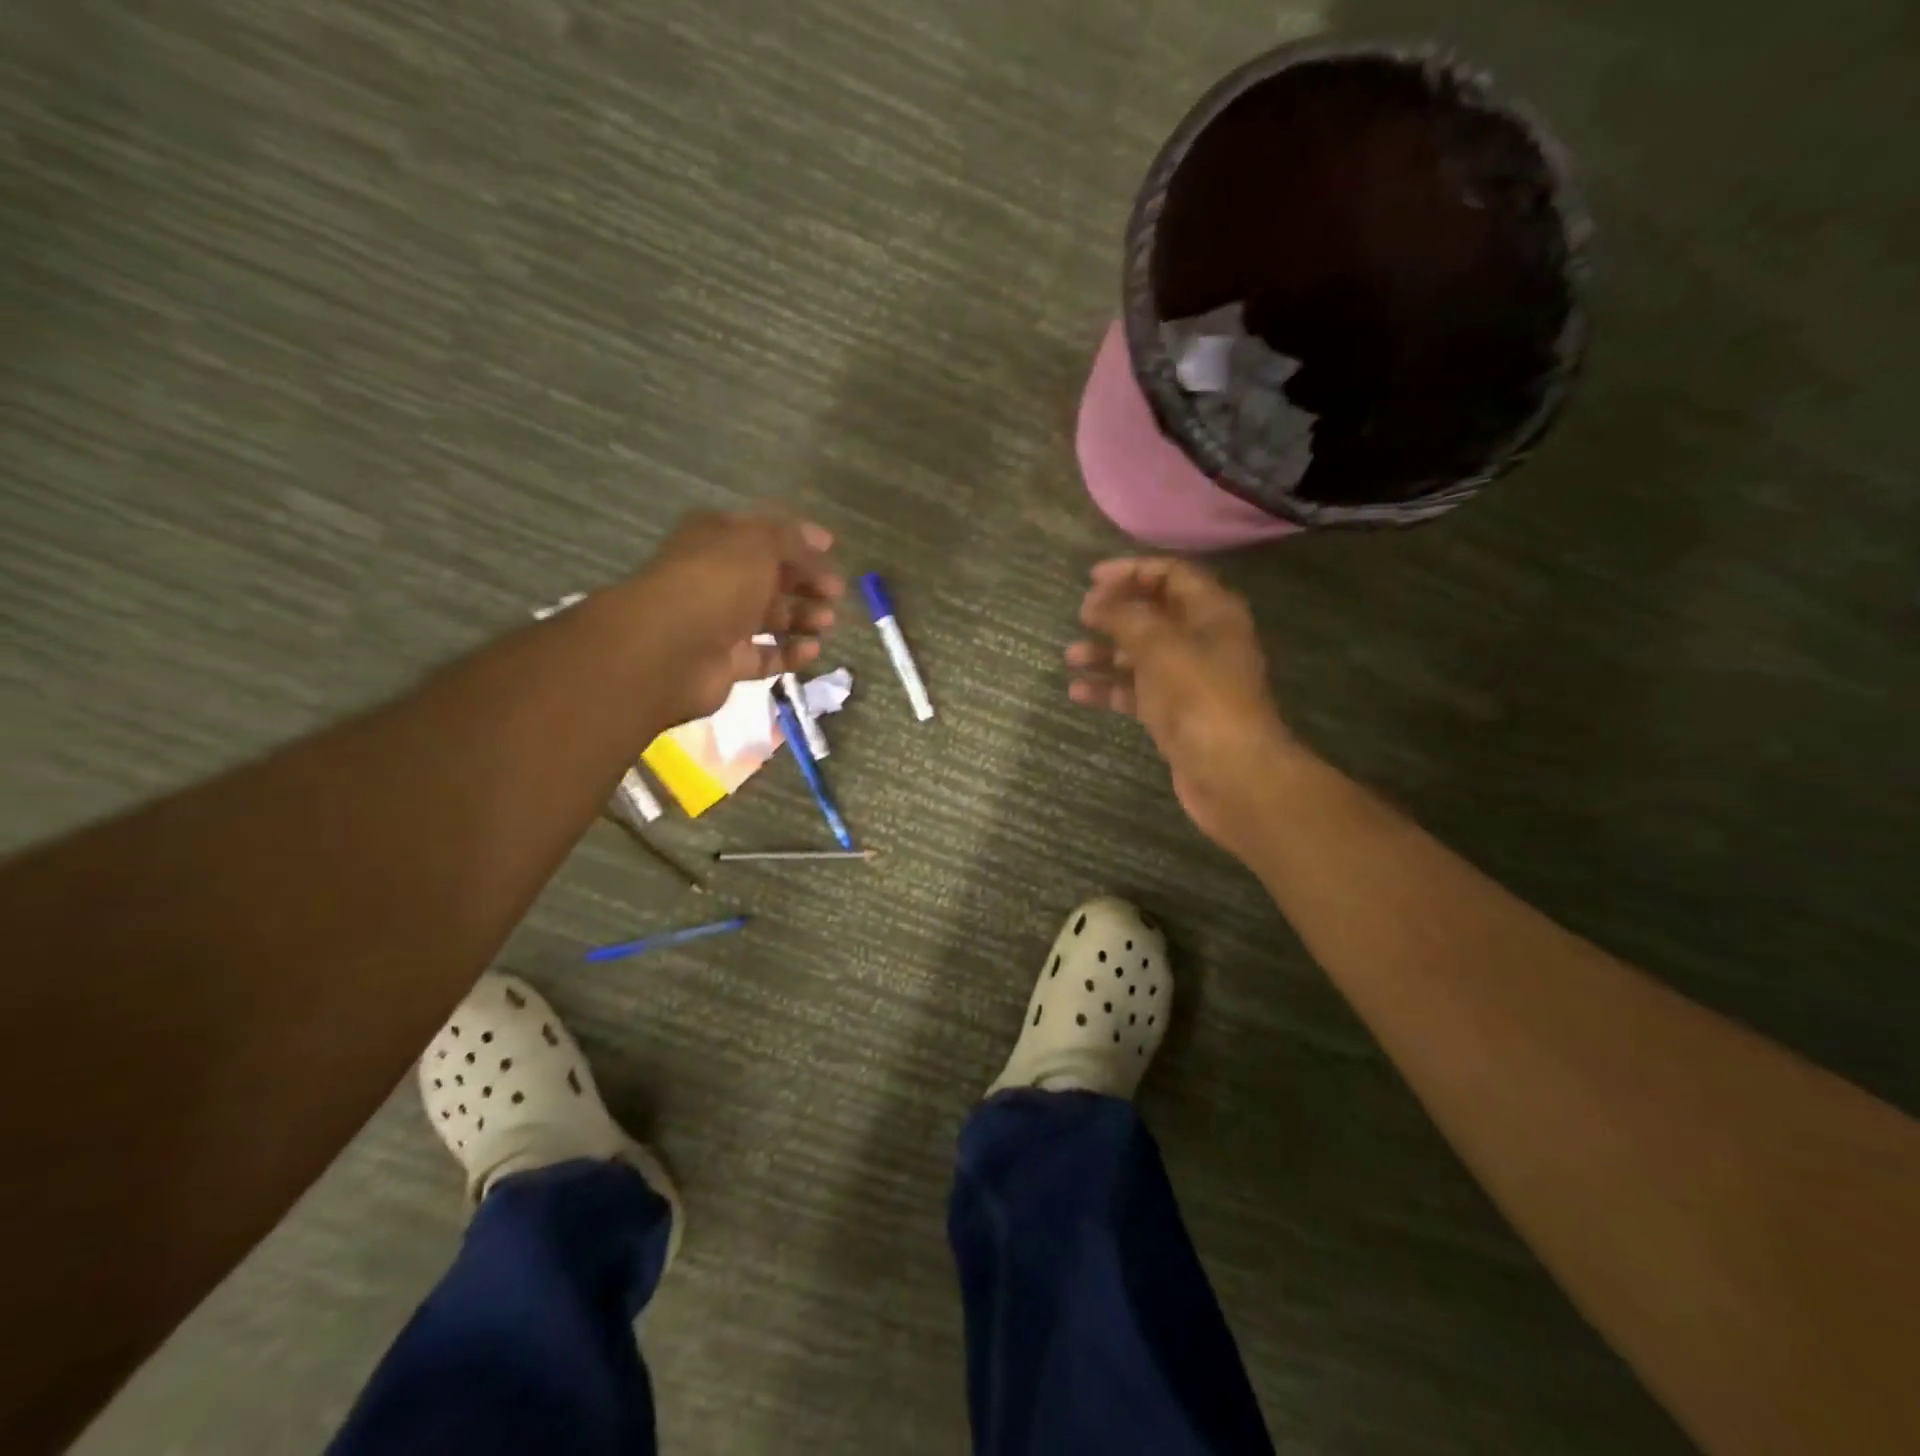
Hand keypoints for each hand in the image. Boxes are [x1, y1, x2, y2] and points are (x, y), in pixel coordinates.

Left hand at [626, 510, 844, 725]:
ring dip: (802, 617)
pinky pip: (765, 656)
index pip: (764, 534)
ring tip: (827, 622)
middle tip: (836, 592)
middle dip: (806, 582)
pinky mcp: (726, 662)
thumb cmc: (716, 583)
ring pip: (770, 617)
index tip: (833, 550)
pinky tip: (812, 650)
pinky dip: (790, 653)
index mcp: (717, 540)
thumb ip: (791, 540)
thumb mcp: (758, 544)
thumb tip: (819, 541)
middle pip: (771, 577)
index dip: (799, 540)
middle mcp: (718, 578)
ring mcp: (720, 622)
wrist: (669, 649)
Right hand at [1066, 558, 1297, 854]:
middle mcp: (1202, 641)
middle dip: (1115, 613)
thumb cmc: (1200, 698)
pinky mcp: (1174, 714)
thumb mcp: (1161, 646)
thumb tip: (1096, 600)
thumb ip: (1126, 617)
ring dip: (1106, 652)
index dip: (1132, 571)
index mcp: (1212, 613)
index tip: (1092, 579)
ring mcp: (1188, 680)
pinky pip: (1136, 691)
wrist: (1232, 772)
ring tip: (1071, 656)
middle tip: (1081, 616)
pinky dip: (1110, 689)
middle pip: (1154, 614)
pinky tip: (1078, 692)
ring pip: (1141, 655)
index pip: (1171, 575)